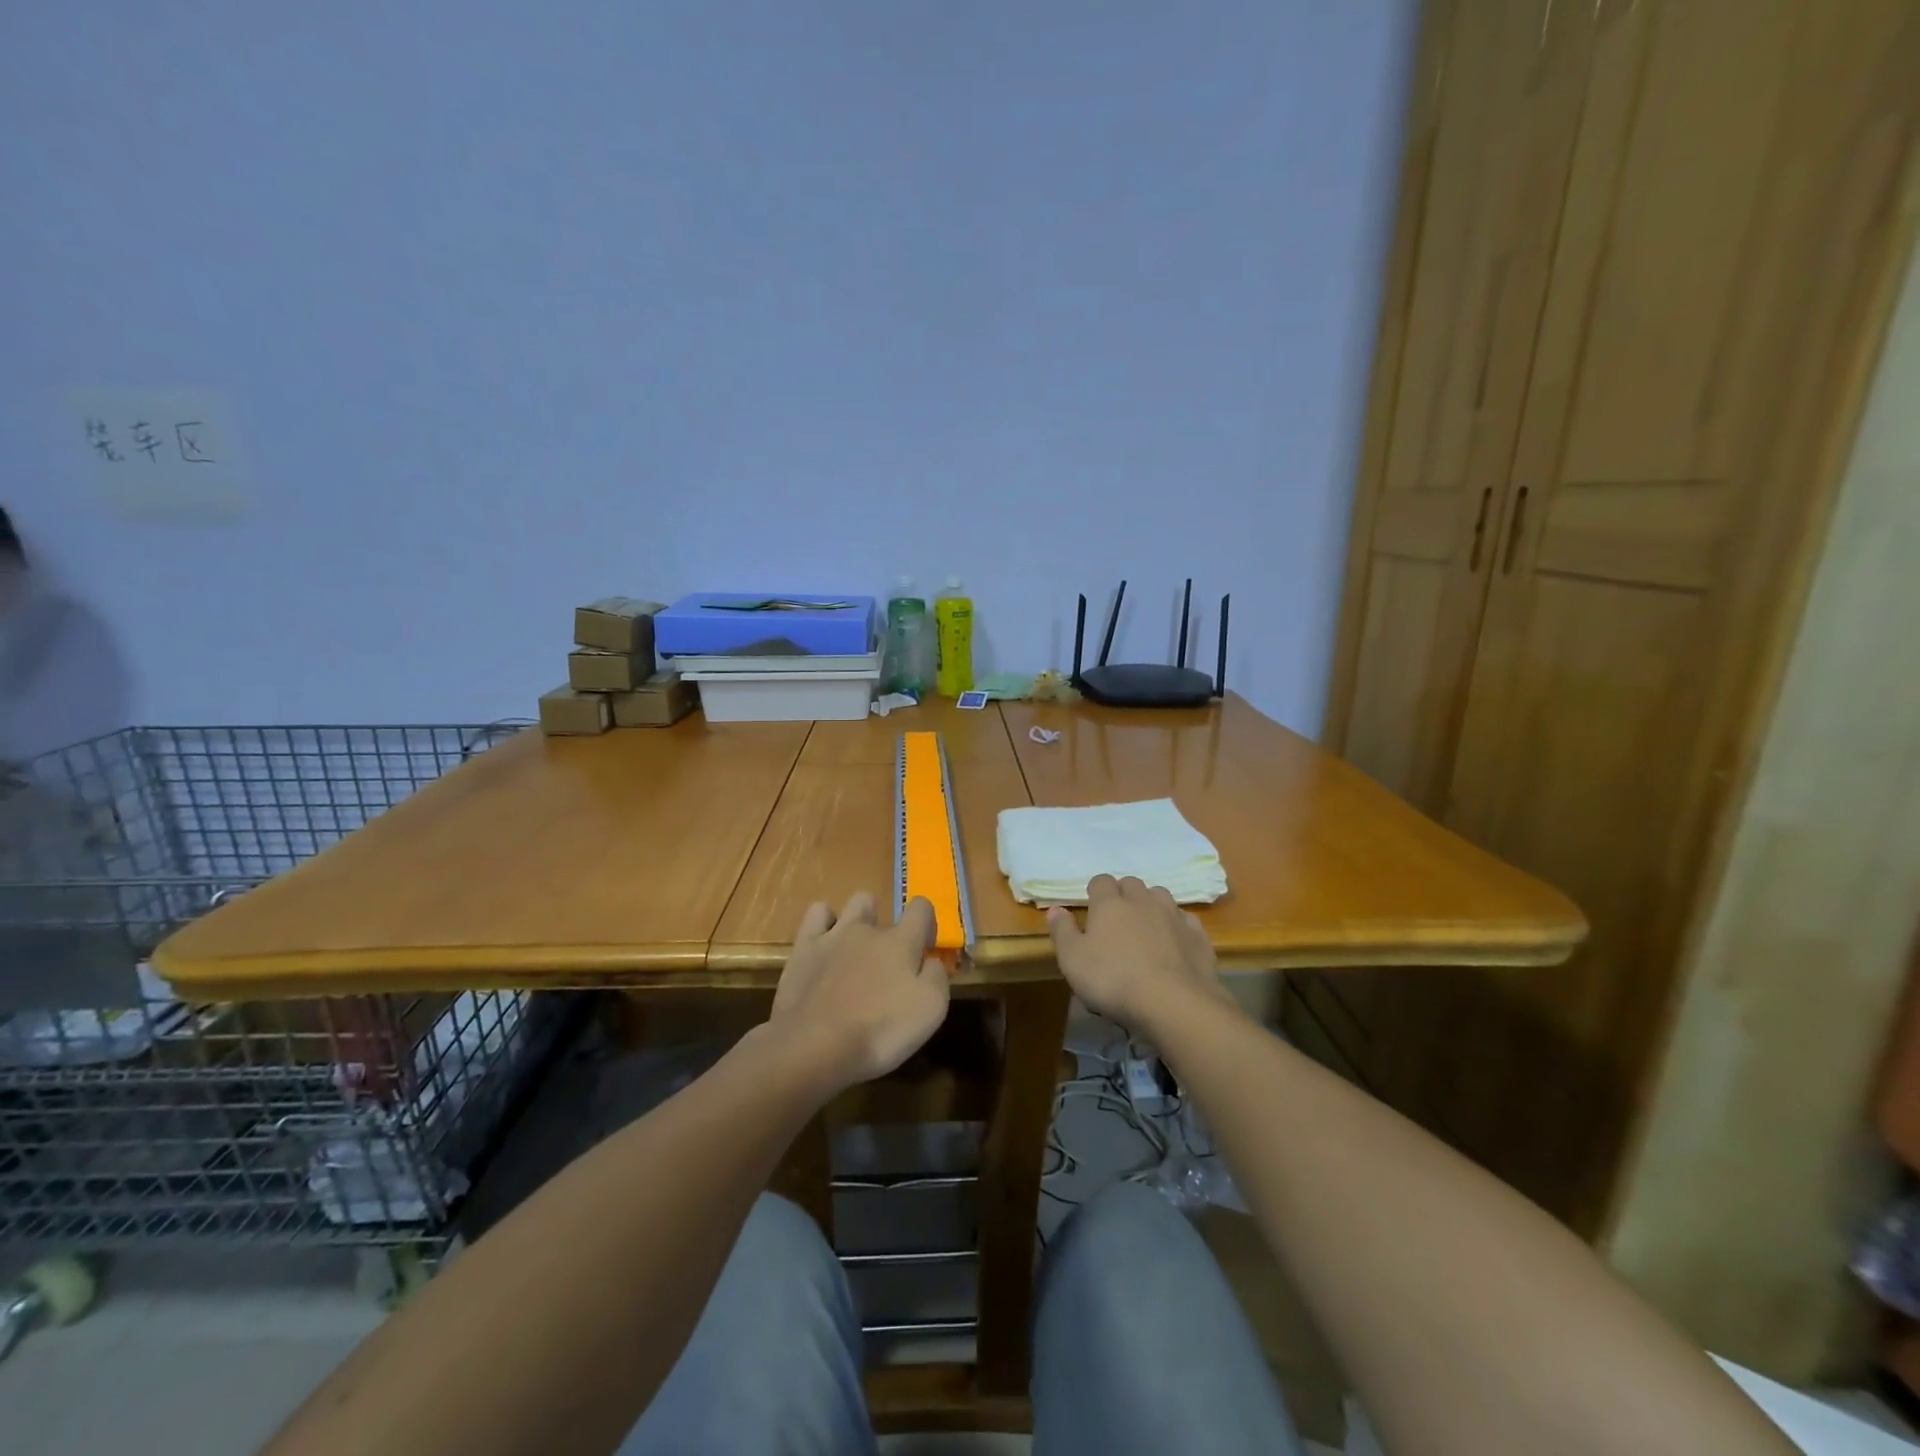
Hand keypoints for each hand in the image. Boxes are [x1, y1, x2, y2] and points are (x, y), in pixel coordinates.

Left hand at [769, 891, 949, 1091]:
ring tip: (856, 949)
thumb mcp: (930, 1011)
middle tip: (886, 962)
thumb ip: (936, 976)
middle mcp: (867, 929)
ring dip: (859, 918)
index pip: (921, 908)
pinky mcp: (804, 949)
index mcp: (901, 942)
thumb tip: (931, 960)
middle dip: (887, 927)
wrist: (815, 1047)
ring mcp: (833, 935)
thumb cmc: (879, 1031)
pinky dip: (825, 922)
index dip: (927, 923)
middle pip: (883, 908)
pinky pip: (818, 913)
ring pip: (853, 904)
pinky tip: (827, 943)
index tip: (925, 949)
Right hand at [1047, 875, 1229, 1030]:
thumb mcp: (1073, 960)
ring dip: (1151, 905)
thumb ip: (1062, 931)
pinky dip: (1177, 926)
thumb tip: (1055, 909)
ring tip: (1146, 928)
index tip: (1092, 908)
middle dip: (1124, 895)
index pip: (1101, 881)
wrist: (1174, 1002)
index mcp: (1109, 904)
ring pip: (1160, 896)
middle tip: (1117, 919)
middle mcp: (1142, 901)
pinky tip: (1174, 943)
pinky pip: (1185, 920)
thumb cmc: (1113, 980)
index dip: (1095, 891)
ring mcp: (1173, 915)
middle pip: (1131, 884)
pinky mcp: (1197, 935)